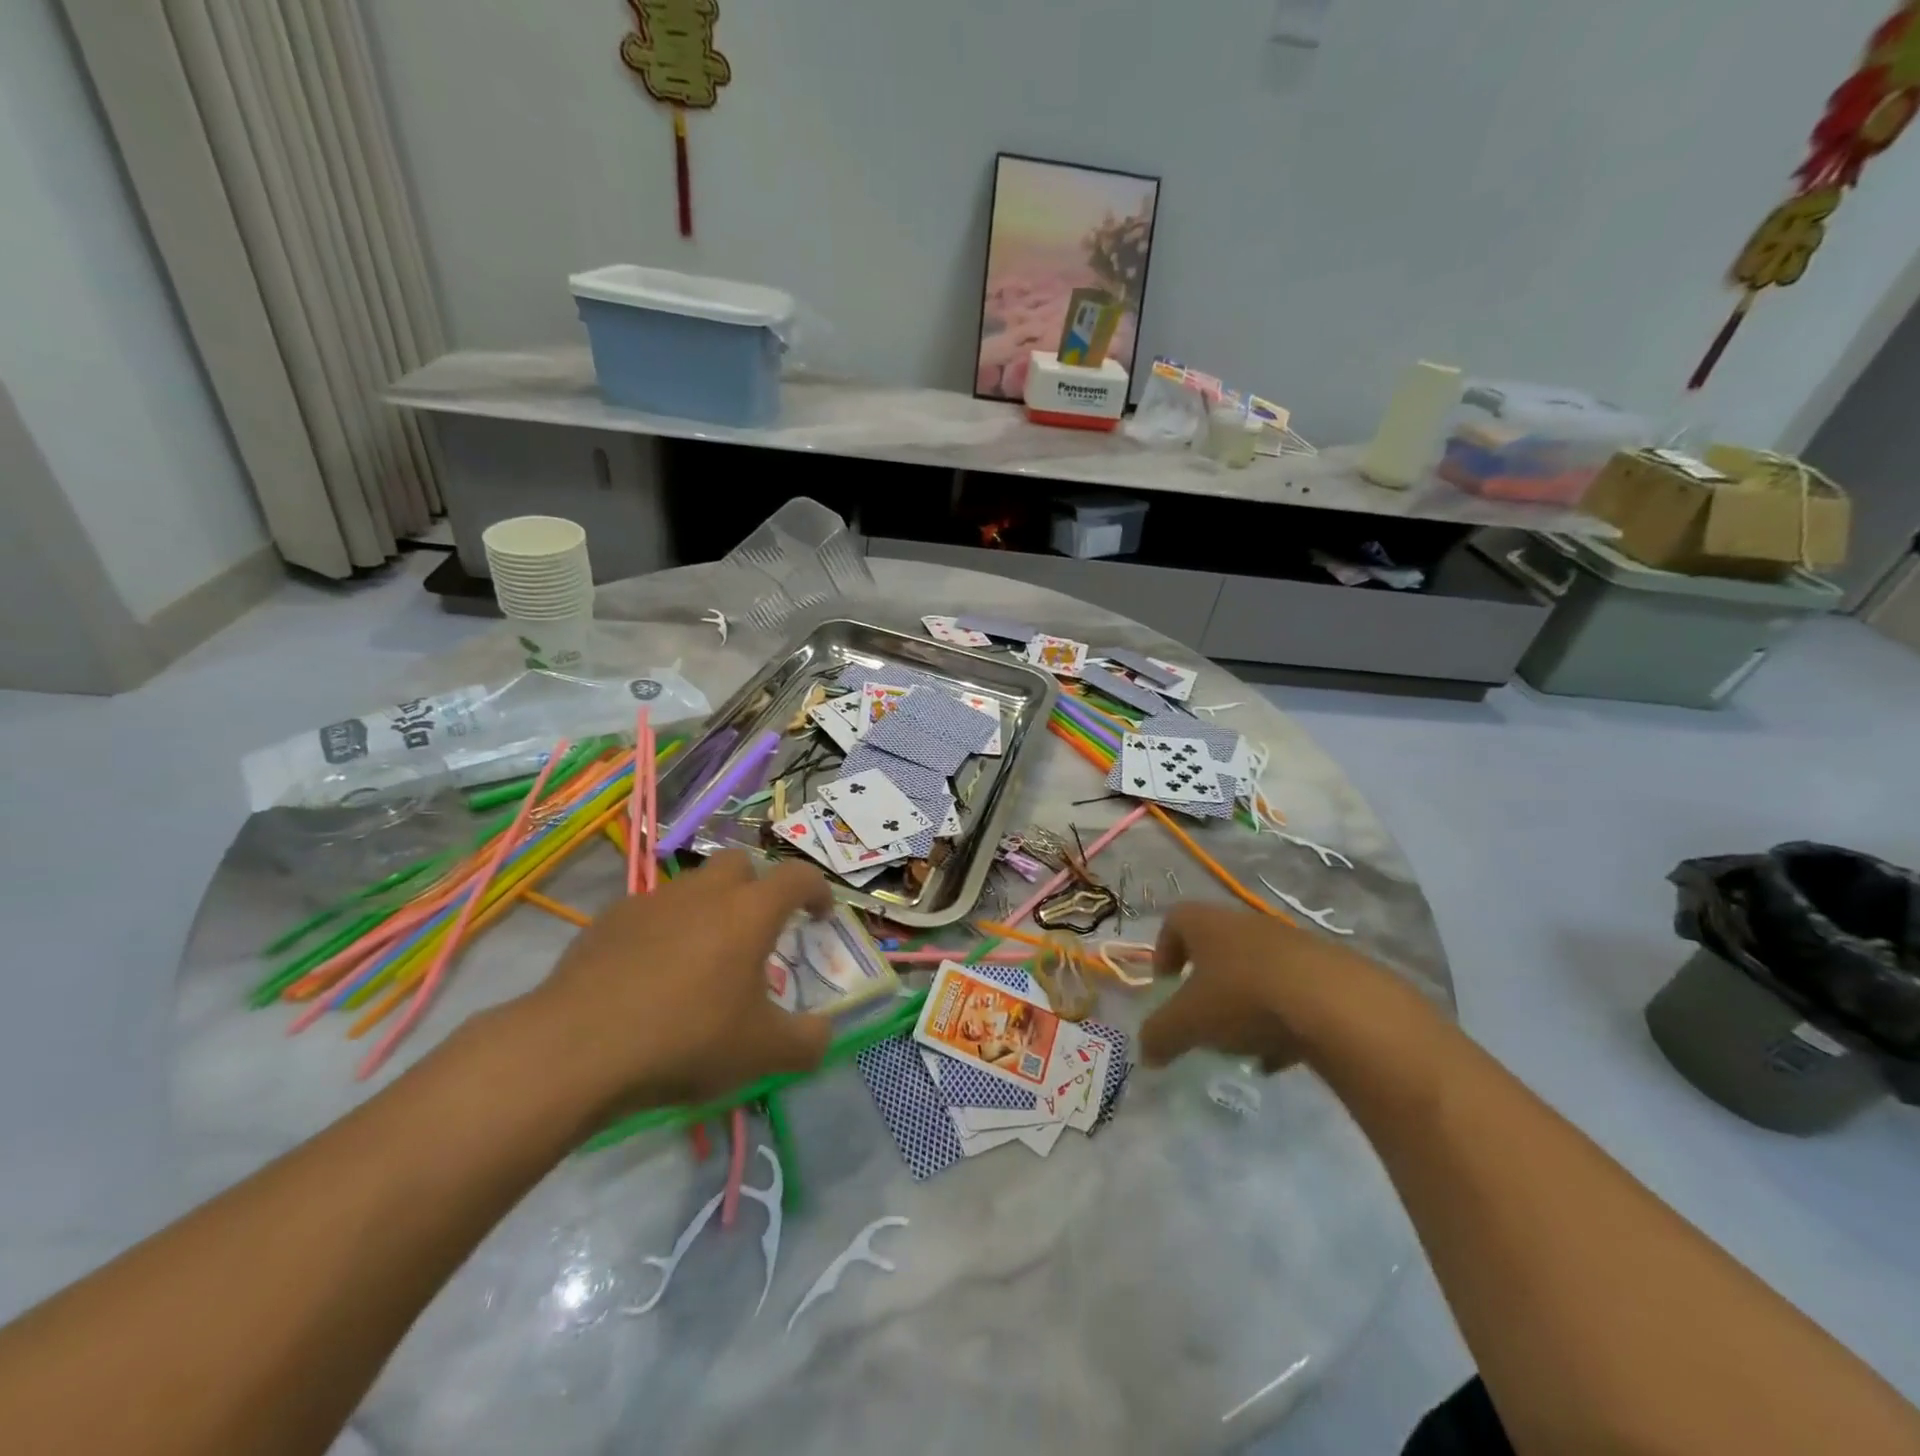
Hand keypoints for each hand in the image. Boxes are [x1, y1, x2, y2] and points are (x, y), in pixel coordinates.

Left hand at [515, 852, 834, 1117]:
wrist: (576, 1049)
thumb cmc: (686, 1039)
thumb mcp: (763, 1053)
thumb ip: (808, 1041)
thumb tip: (824, 1032)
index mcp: (750, 912)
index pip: (798, 877)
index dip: (817, 890)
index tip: (819, 915)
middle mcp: (704, 893)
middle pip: (740, 863)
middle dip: (756, 887)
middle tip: (756, 931)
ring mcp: (652, 902)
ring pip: (692, 886)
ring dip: (708, 909)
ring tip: (701, 959)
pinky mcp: (607, 921)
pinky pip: (649, 913)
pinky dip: (662, 931)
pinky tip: (650, 975)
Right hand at [1139, 903, 1384, 1072]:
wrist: (1335, 1003)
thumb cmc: (1243, 998)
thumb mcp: (1188, 1023)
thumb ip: (1160, 1036)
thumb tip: (1146, 1053)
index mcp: (1206, 923)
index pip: (1174, 921)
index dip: (1164, 952)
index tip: (1166, 986)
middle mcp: (1245, 923)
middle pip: (1217, 947)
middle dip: (1206, 983)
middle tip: (1202, 1018)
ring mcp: (1289, 944)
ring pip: (1255, 970)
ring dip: (1244, 1004)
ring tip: (1242, 1044)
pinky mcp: (1326, 970)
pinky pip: (1291, 991)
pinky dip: (1280, 1020)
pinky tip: (1280, 1057)